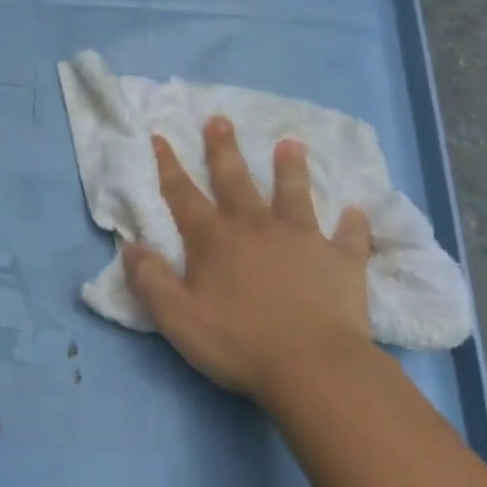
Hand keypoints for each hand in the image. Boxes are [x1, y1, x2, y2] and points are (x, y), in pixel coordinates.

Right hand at [121, 117, 381, 405]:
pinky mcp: (340, 260)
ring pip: (294, 194)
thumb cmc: (238, 342)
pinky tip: (357, 212)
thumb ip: (150, 280)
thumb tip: (130, 245)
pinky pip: (348, 236)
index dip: (168, 166)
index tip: (161, 136)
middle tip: (220, 119)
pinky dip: (352, 224)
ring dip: (290, 168)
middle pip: (235, 180)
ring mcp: (302, 239)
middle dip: (223, 149)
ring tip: (291, 143)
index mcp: (214, 240)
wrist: (313, 367)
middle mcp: (256, 227)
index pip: (183, 195)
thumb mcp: (177, 318)